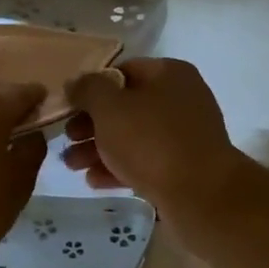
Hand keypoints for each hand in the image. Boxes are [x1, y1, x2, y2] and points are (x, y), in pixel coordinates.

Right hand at [61, 59, 252, 216]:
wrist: (201, 195)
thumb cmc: (151, 141)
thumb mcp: (110, 108)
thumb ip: (88, 90)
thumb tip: (77, 83)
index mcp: (169, 74)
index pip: (122, 71)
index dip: (92, 88)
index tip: (69, 108)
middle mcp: (181, 99)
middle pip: (125, 107)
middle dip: (91, 125)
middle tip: (67, 139)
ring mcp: (185, 135)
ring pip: (133, 137)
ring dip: (99, 149)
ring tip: (72, 165)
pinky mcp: (185, 167)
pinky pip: (146, 161)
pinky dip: (119, 167)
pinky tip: (94, 181)